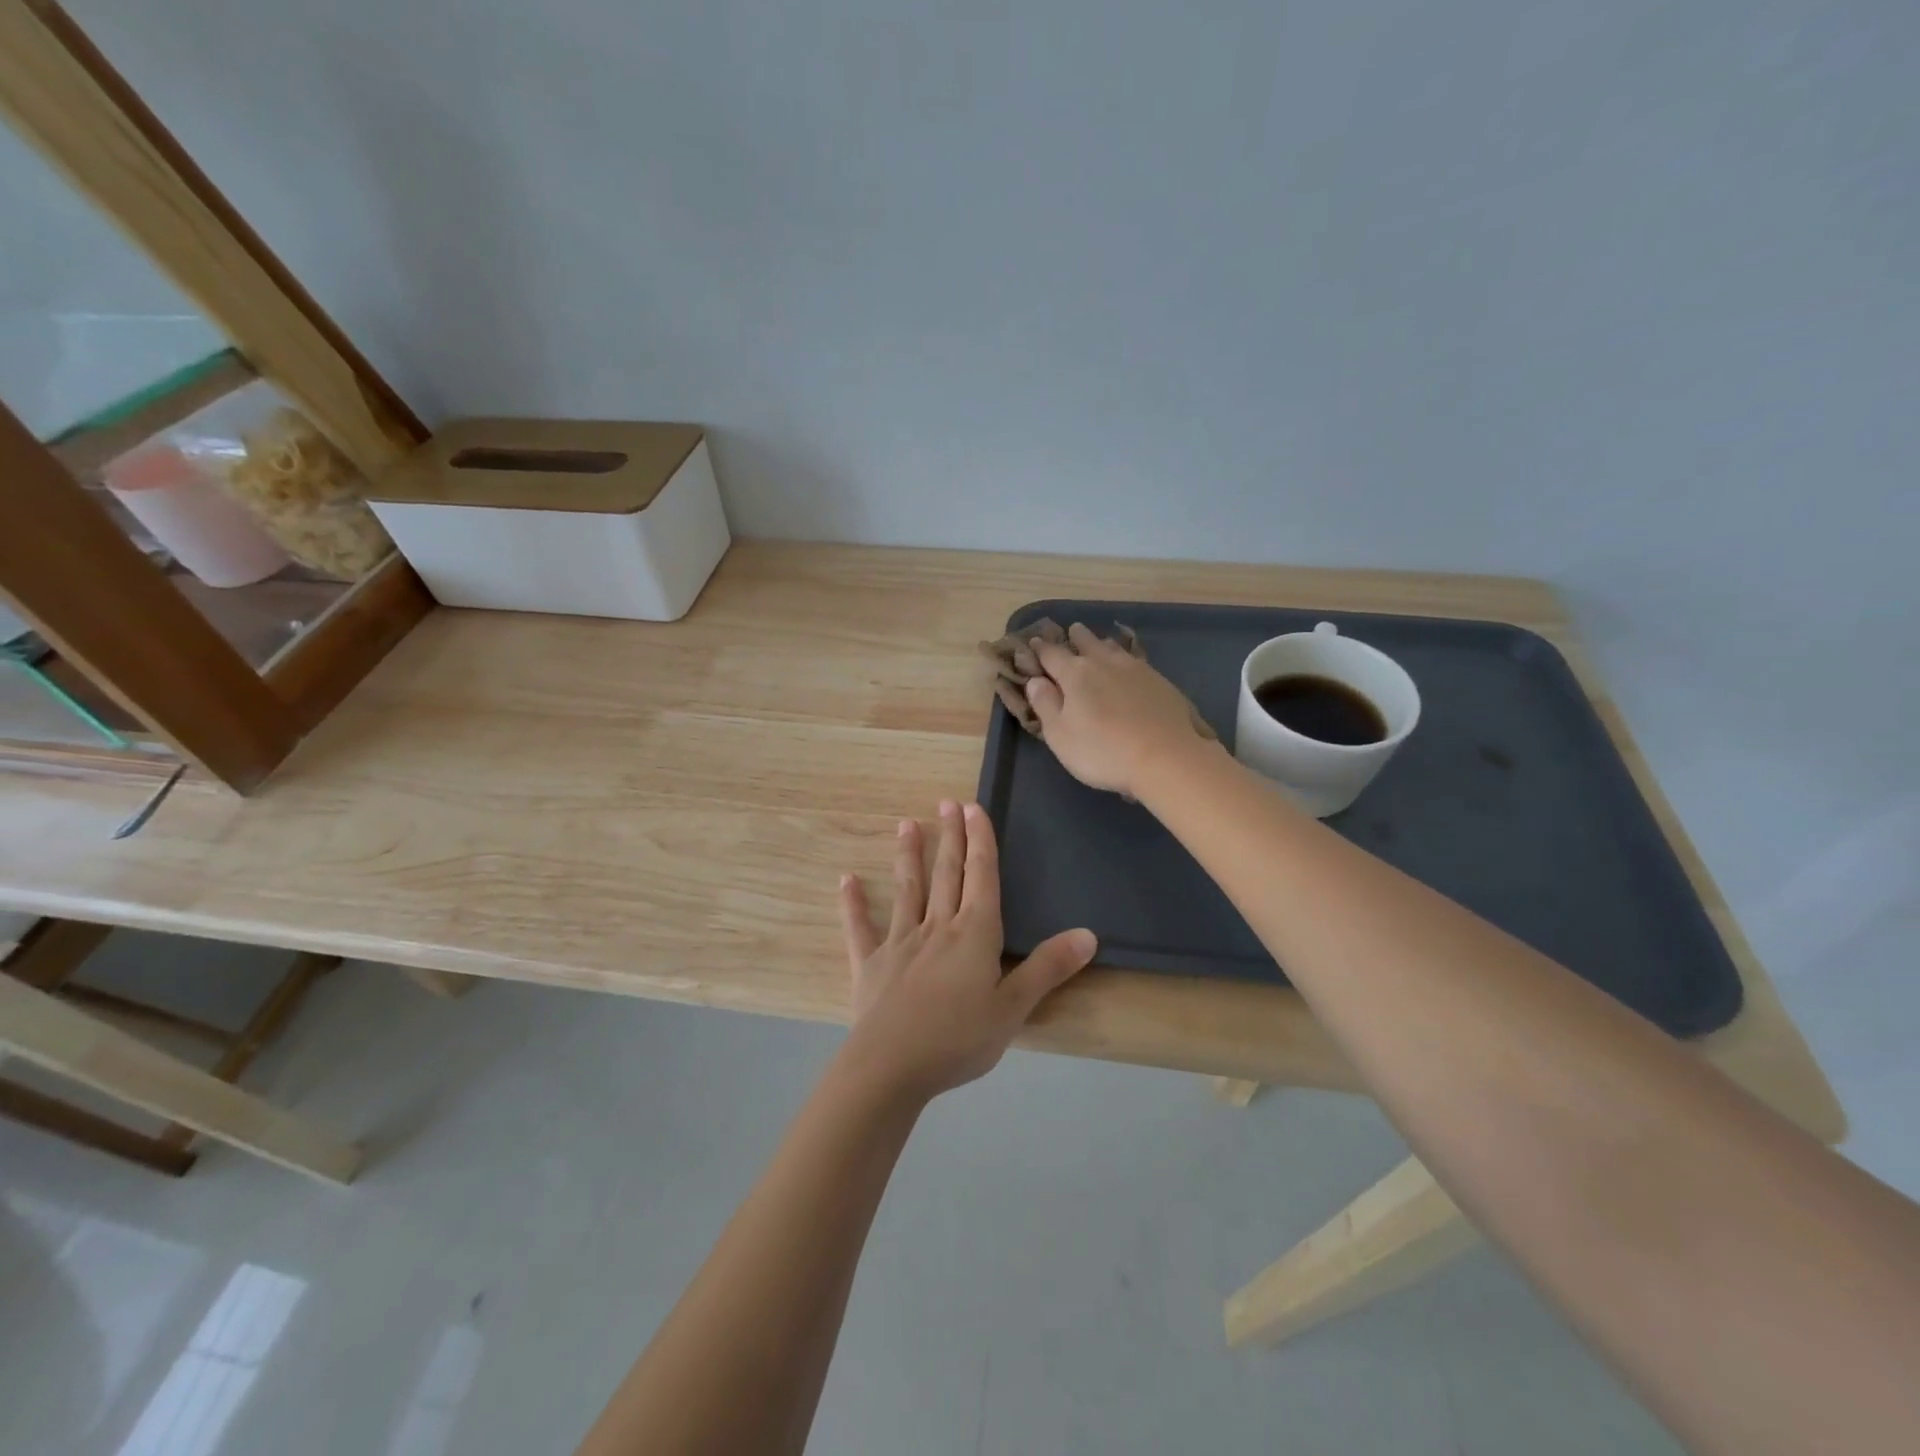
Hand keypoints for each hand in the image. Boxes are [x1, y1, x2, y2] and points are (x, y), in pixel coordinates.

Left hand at [837, 800, 1097, 1100]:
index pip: (981, 877)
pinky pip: (860, 928)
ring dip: (907, 856)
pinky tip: (845, 880)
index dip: (980, 841)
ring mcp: (900, 943)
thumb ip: (1048, 968)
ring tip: (906, 824)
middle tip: (946, 803)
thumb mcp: (1014, 1008)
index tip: (973, 808)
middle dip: (949, 837)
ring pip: (907, 890)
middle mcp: (937, 927)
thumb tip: (1088, 934)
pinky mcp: (869, 964)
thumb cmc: (959, 1038)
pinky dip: (853, 904)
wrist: (892, 1066)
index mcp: (974, 934)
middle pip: (946, 874)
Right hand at [1025, 624, 1214, 796]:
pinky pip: (1135, 660)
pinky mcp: (1160, 681)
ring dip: (1102, 644)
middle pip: (1086, 642)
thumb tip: (1035, 680)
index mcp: (1075, 674)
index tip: (1034, 643)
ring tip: (1099, 644)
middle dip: (1075, 637)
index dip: (1040, 649)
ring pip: (1114, 648)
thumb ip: (1045, 704)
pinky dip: (1125, 658)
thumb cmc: (1103, 751)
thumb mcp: (1060, 735)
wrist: (1167, 757)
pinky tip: (1129, 666)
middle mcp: (1104, 663)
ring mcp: (1136, 669)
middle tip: (1071, 631)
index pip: (1051, 654)